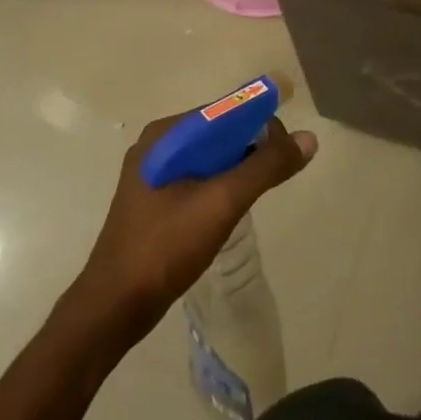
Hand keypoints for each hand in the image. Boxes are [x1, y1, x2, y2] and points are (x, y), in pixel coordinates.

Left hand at [65, 108, 317, 337]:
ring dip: (240, 167)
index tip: (288, 150)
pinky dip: (223, 183)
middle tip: (276, 175)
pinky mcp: (154, 200)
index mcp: (166, 135)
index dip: (262, 122)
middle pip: (221, 131)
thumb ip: (266, 167)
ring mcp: (153, 174)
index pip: (227, 110)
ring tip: (259, 192)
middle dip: (253, 146)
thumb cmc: (165, 247)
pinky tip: (233, 207)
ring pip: (212, 156)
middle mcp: (158, 146)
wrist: (112, 309)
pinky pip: (200, 177)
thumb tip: (308, 138)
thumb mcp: (222, 202)